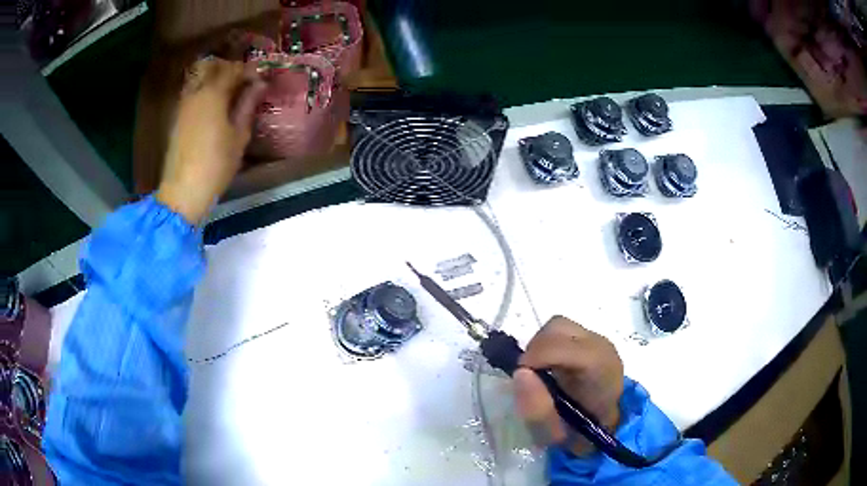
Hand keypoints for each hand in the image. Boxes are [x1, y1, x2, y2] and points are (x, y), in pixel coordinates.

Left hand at [157, 58, 266, 223]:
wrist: (183, 191)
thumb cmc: (216, 164)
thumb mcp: (239, 135)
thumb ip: (247, 105)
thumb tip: (259, 84)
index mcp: (213, 94)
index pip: (233, 70)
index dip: (249, 71)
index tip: (260, 79)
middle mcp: (195, 93)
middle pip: (212, 68)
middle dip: (229, 69)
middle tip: (243, 81)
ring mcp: (183, 105)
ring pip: (199, 79)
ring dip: (215, 79)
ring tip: (229, 93)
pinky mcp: (177, 118)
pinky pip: (192, 93)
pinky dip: (204, 92)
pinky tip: (213, 107)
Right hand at [513, 316, 623, 455]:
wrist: (606, 428)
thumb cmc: (582, 434)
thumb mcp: (556, 434)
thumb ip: (537, 408)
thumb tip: (519, 372)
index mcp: (601, 369)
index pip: (563, 346)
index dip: (534, 357)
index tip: (520, 378)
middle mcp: (601, 346)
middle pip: (557, 327)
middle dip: (535, 349)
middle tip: (529, 377)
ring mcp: (597, 339)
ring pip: (557, 326)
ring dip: (541, 347)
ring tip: (540, 373)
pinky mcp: (590, 339)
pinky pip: (561, 333)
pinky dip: (548, 347)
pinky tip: (552, 369)